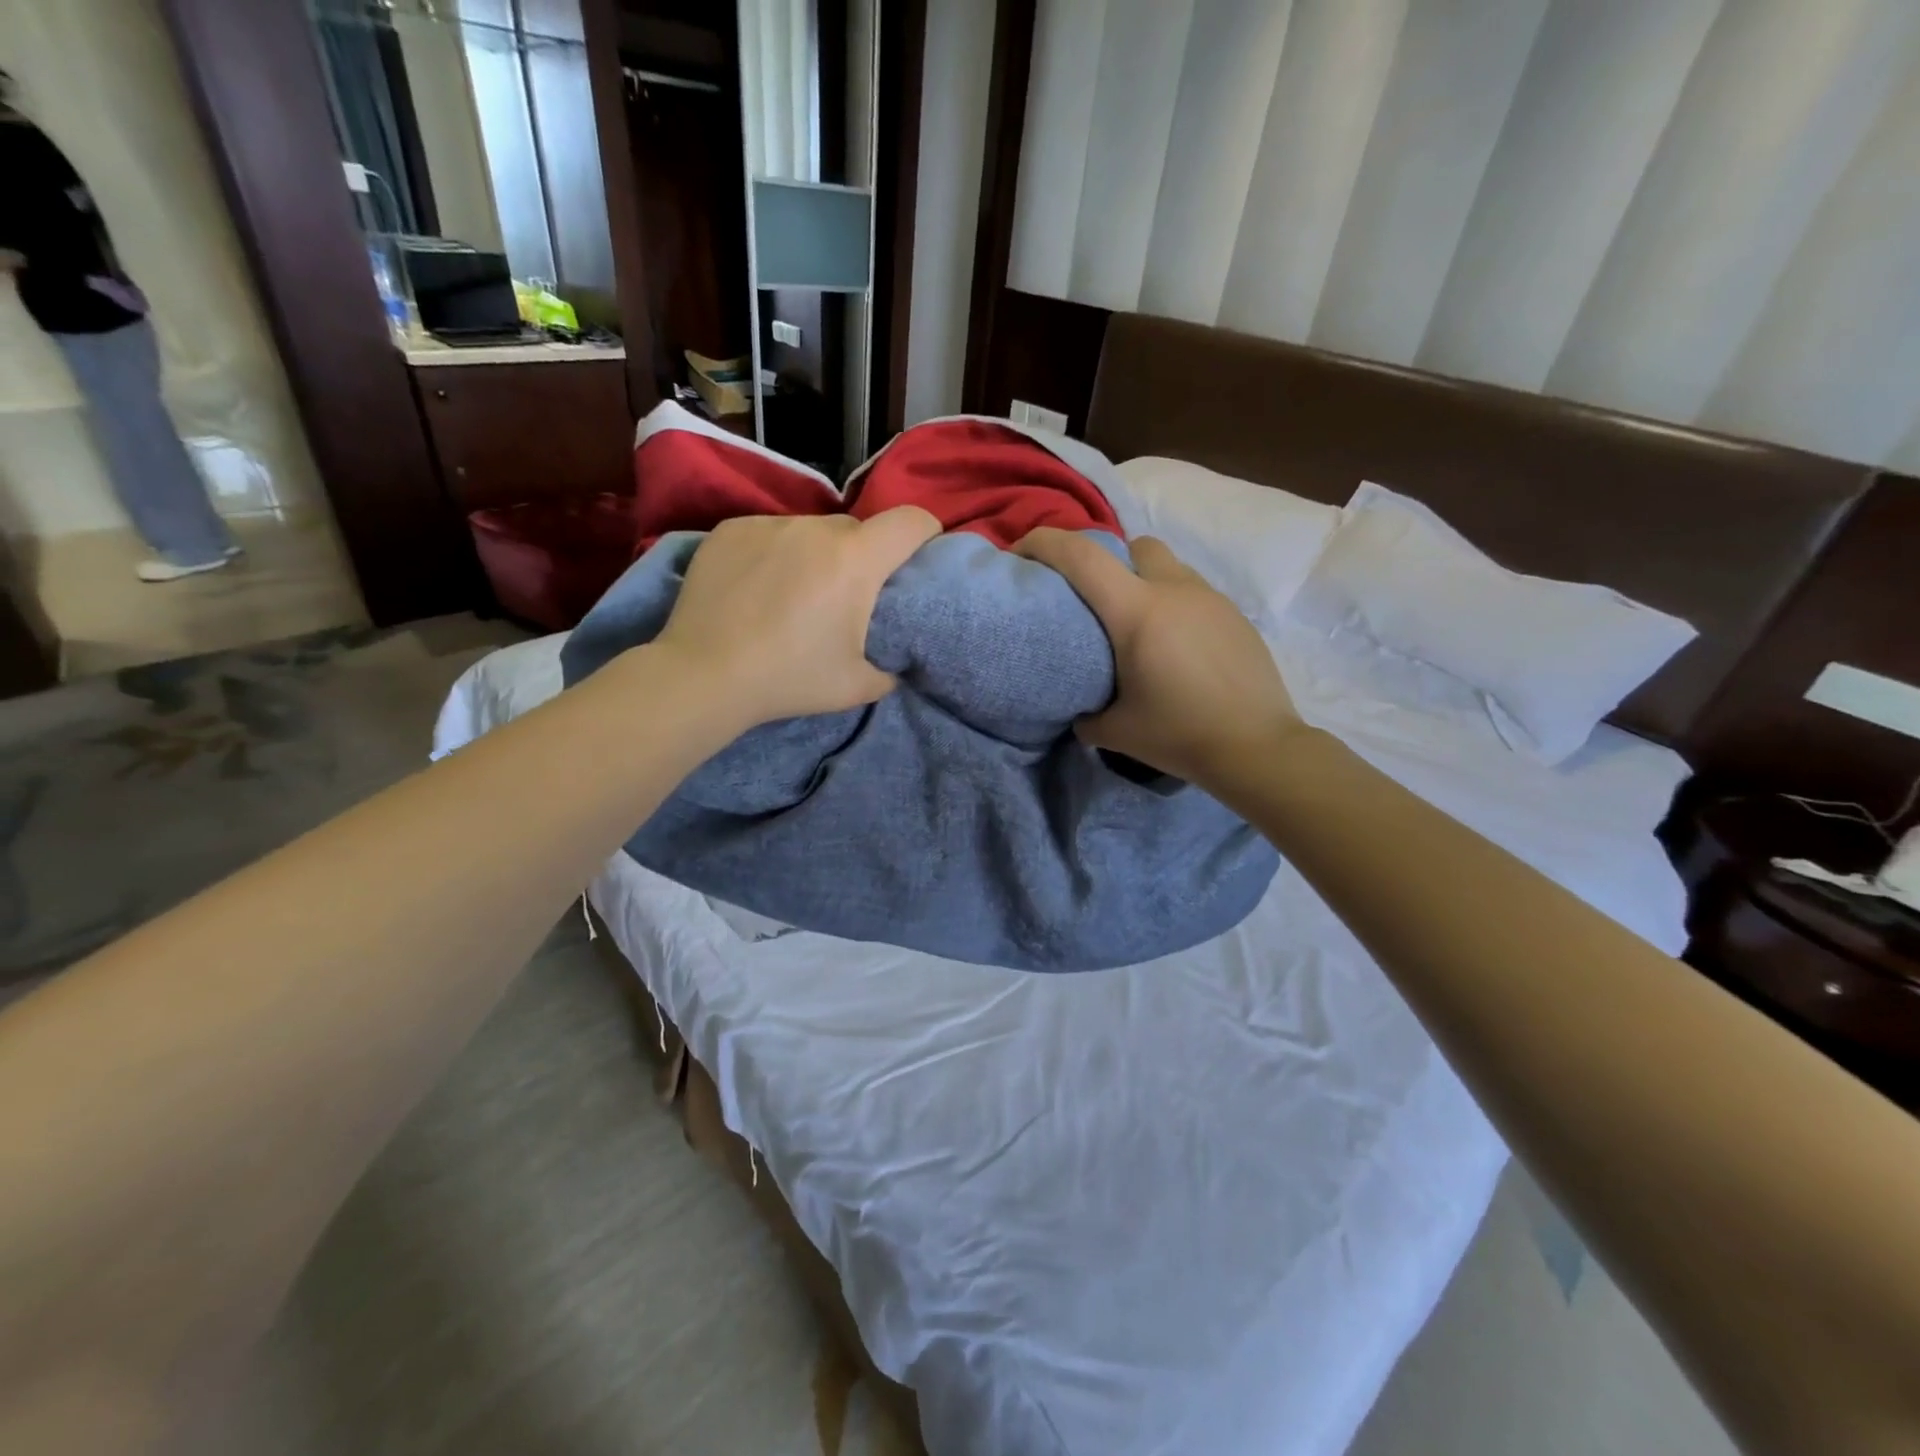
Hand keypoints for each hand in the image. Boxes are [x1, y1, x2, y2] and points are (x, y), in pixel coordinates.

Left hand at [653, 507, 940, 727]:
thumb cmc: (790, 678)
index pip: (912, 521)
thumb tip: (895, 664)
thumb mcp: (857, 686)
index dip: (926, 534)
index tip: (920, 557)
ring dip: (815, 554)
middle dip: (863, 555)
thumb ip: (889, 670)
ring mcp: (769, 524)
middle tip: (846, 595)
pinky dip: (773, 553)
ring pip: (810, 530)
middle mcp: (816, 528)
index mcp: (857, 560)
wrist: (704, 675)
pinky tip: (755, 588)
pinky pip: (768, 533)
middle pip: (857, 529)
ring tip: (793, 593)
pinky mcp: (730, 529)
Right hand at [1015, 529, 1305, 784]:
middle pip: (1133, 545)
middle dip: (1108, 559)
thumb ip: (1087, 715)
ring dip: (1145, 582)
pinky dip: (1175, 605)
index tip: (1021, 552)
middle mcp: (1174, 590)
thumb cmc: (1180, 735)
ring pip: (1168, 567)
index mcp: (1136, 611)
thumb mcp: (1117, 731)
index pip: (1081, 556)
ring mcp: (1211, 599)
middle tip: (1097, 600)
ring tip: (1139, 626)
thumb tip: (1080, 712)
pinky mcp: (1235, 616)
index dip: (1044, 543)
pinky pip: (1194, 593)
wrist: (1259, 748)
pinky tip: (1176, 647)